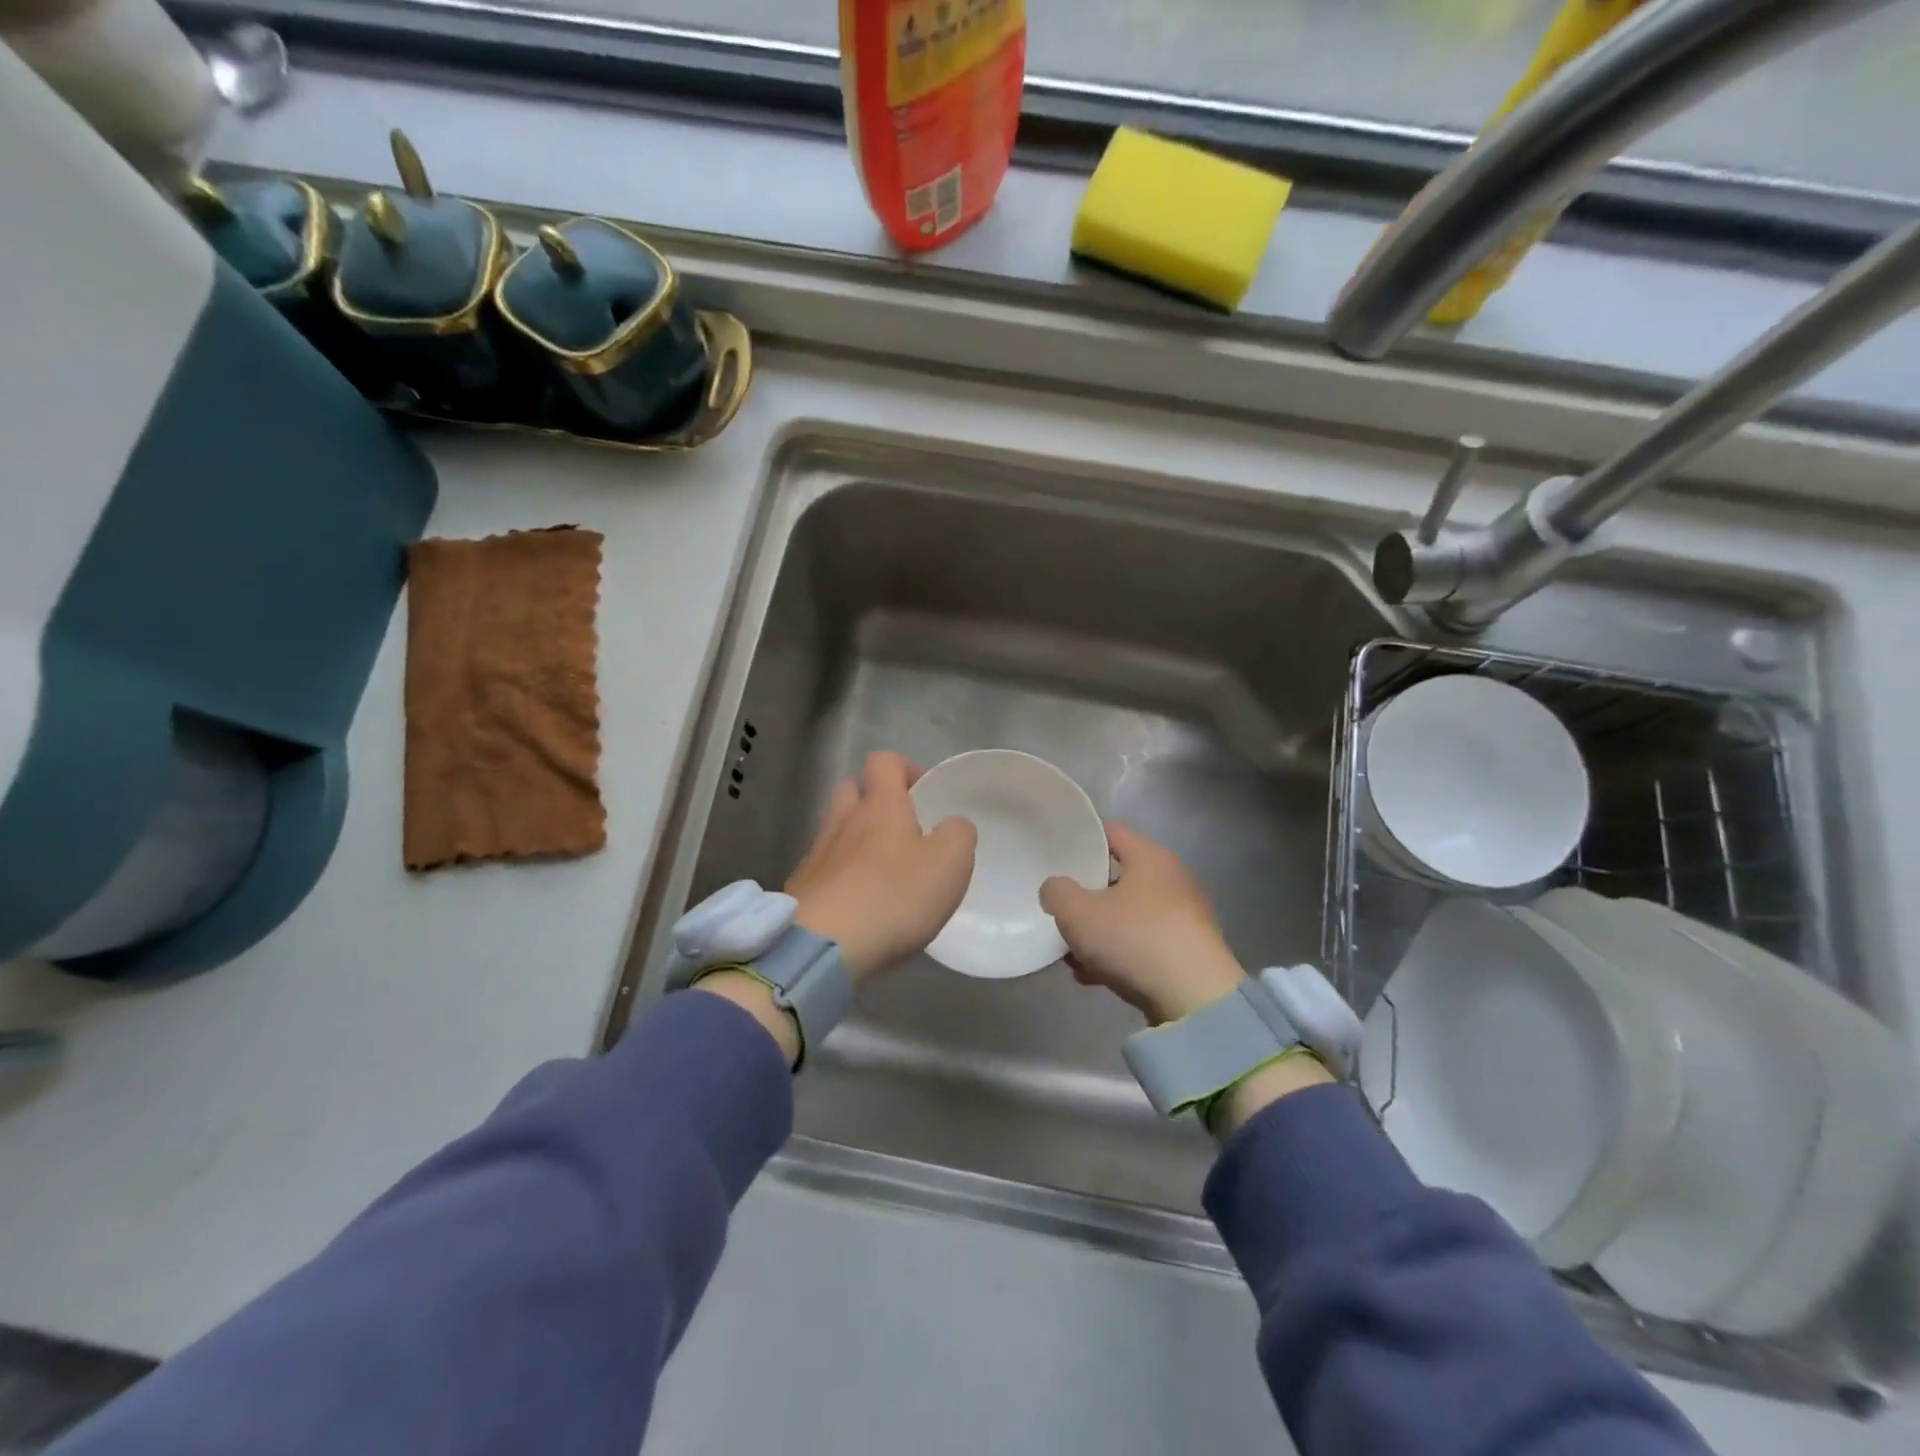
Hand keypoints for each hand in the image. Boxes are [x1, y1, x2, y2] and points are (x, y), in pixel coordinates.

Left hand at [785, 751, 976, 980]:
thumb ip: (958, 834)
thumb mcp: (950, 861)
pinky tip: (857, 905)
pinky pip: (823, 870)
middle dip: (873, 801)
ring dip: (856, 841)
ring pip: (835, 831)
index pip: (883, 761)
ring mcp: (816, 856)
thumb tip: (952, 826)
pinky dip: (840, 877)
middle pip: (851, 790)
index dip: (904, 768)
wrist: (824, 946)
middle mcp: (842, 821)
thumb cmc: (894, 896)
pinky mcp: (800, 890)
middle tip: (901, 830)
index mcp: (879, 806)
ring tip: (882, 872)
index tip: (923, 792)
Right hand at [1040, 822, 1246, 1025]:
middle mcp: (1172, 880)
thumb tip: (1055, 889)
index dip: (1082, 838)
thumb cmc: (1135, 938)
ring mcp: (1183, 918)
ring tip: (1071, 954)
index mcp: (1150, 857)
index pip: (1111, 831)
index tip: (1057, 853)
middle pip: (1118, 877)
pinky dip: (1119, 955)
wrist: (1195, 999)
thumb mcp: (1078, 913)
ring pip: (1129, 915)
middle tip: (1061, 909)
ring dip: (1100, 931)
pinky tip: (1093, 976)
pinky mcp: (1188, 953)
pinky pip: (1143, 944)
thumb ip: (1057, 893)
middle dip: (1087, 895)